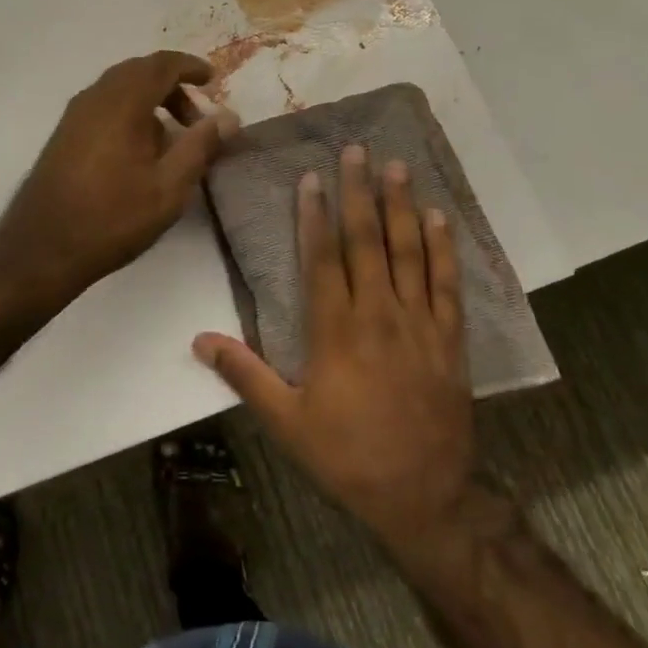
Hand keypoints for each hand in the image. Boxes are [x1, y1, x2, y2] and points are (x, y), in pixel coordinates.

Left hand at [0, 52, 238, 301]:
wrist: (42, 249)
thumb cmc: (112, 218)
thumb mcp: (169, 187)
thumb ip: (200, 146)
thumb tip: (228, 117)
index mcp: (122, 103)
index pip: (161, 65)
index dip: (190, 67)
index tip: (213, 80)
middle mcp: (95, 98)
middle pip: (138, 71)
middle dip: (172, 84)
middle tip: (196, 116)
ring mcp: (74, 115)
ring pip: (119, 88)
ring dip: (150, 99)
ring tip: (172, 137)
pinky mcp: (64, 134)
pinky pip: (104, 105)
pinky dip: (129, 111)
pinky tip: (140, 150)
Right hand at [194, 144, 476, 548]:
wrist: (424, 495)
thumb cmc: (347, 456)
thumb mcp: (286, 422)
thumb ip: (244, 374)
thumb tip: (198, 340)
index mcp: (335, 331)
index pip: (321, 259)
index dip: (314, 216)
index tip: (311, 178)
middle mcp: (378, 315)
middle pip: (366, 242)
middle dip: (359, 193)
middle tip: (357, 151)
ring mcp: (419, 324)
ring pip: (408, 252)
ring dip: (400, 207)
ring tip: (396, 167)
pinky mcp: (450, 339)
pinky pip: (447, 284)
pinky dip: (443, 248)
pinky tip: (438, 218)